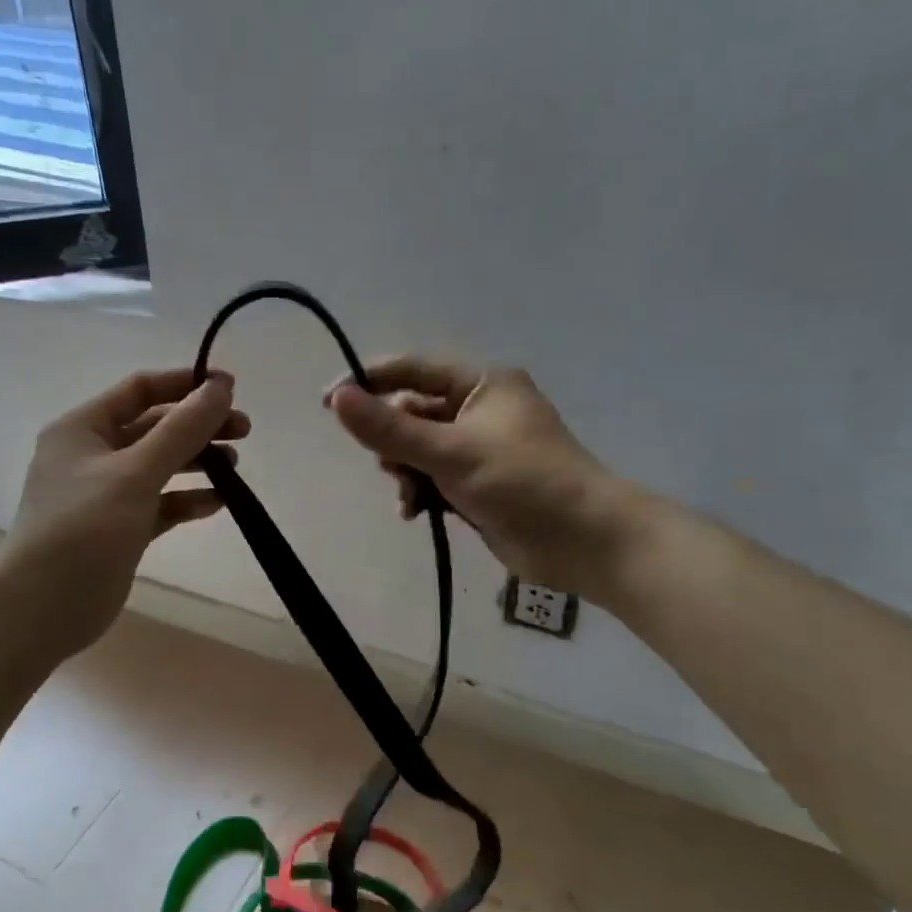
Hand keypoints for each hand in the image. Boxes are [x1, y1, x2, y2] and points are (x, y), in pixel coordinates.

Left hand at [0, 368, 245, 658]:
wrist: (43, 608)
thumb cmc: (84, 529)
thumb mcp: (135, 473)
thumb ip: (182, 430)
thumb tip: (221, 387)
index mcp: (83, 428)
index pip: (140, 390)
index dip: (185, 385)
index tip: (231, 390)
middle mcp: (92, 455)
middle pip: (154, 427)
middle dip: (198, 426)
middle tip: (244, 431)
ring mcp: (105, 494)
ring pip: (159, 466)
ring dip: (196, 462)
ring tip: (234, 468)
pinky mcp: (119, 528)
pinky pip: (159, 503)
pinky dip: (186, 500)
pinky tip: (218, 504)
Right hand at [326, 359, 614, 594]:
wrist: (584, 541)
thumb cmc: (522, 482)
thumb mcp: (450, 452)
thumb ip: (390, 429)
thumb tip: (336, 398)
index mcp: (481, 383)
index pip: (411, 370)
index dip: (368, 383)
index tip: (328, 402)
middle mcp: (479, 409)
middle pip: (412, 413)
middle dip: (393, 442)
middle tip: (389, 466)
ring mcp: (480, 448)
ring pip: (419, 450)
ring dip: (406, 473)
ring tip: (409, 499)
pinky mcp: (479, 483)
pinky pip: (434, 477)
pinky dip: (421, 492)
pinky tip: (416, 514)